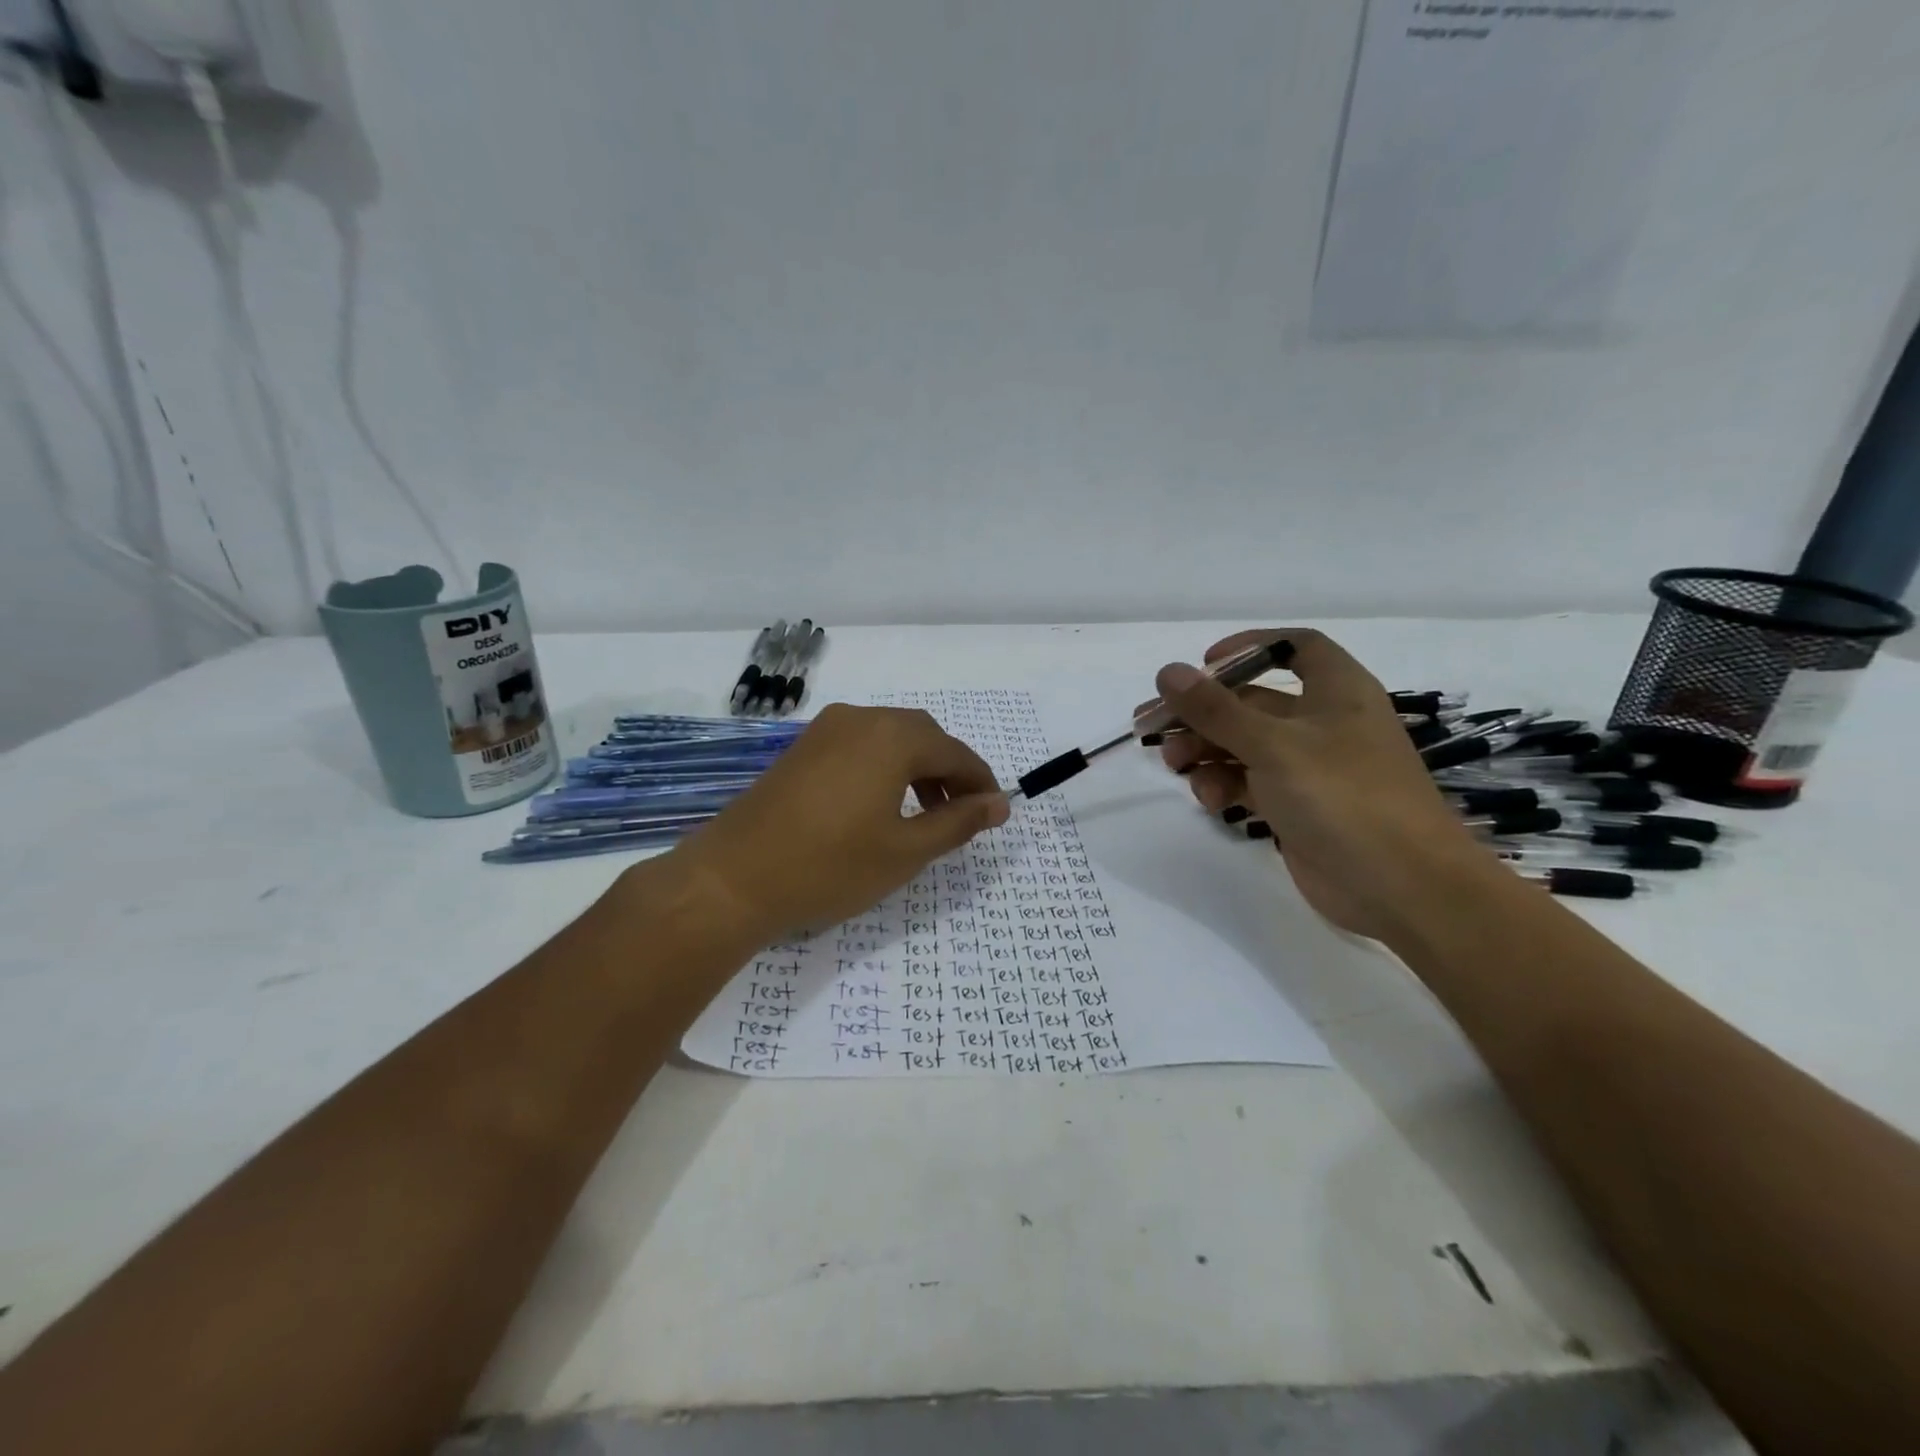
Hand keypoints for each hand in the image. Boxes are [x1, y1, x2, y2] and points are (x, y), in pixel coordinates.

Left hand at [667, 704, 1010, 940]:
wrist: (733, 878)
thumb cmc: (830, 867)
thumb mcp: (905, 850)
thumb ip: (958, 823)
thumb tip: (999, 804)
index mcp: (892, 737)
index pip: (955, 752)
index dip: (980, 782)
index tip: (995, 812)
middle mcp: (860, 719)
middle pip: (923, 736)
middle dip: (949, 771)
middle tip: (961, 814)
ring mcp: (825, 730)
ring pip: (889, 738)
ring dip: (916, 768)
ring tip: (924, 813)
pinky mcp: (802, 748)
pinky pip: (859, 745)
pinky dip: (883, 767)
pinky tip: (879, 805)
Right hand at [1155, 629, 1486, 941]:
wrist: (1402, 888)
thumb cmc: (1344, 797)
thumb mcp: (1273, 746)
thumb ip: (1216, 709)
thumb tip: (1167, 672)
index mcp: (1336, 691)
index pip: (1294, 647)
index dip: (1248, 647)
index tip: (1203, 665)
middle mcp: (1323, 722)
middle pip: (1251, 702)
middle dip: (1202, 712)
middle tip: (1151, 726)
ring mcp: (1310, 768)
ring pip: (1243, 745)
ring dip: (1205, 750)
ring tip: (1175, 765)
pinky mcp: (1296, 806)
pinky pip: (1249, 782)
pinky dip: (1224, 785)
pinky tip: (1210, 801)